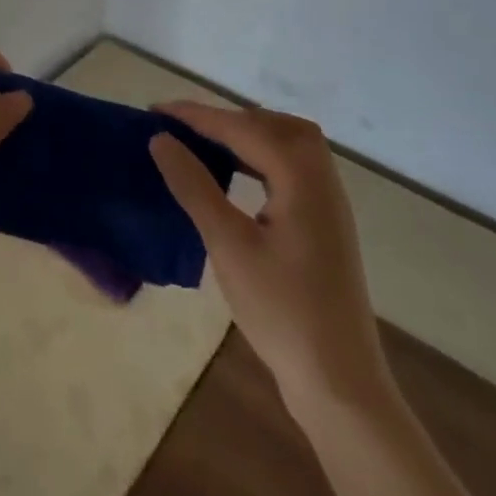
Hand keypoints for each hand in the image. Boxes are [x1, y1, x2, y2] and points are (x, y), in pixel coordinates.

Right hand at [150, 102, 388, 406]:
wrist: (339, 384)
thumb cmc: (281, 311)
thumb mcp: (228, 245)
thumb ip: (194, 186)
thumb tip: (161, 140)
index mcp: (302, 180)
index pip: (244, 128)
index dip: (197, 116)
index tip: (156, 111)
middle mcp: (322, 182)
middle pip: (277, 126)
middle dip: (229, 118)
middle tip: (185, 127)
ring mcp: (328, 205)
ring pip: (289, 145)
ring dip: (247, 135)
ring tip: (205, 143)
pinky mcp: (325, 225)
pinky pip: (293, 169)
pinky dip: (261, 158)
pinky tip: (235, 176)